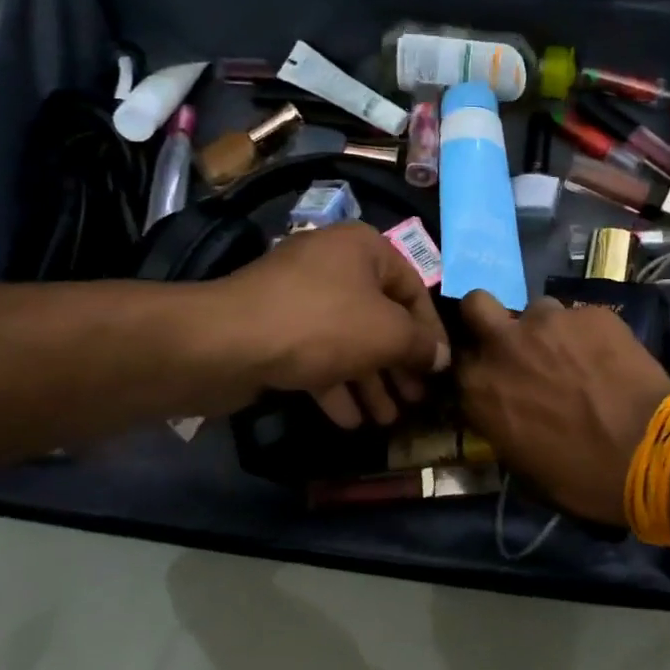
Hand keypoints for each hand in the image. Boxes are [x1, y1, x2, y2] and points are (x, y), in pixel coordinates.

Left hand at [212, 223, 450, 427]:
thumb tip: (441, 357)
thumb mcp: (387, 333)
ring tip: (387, 419)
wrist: (227, 343)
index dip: (432, 332)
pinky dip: (335, 384)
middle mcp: (333, 266)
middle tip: (415, 400)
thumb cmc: (322, 325)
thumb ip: (421, 345)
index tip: (442, 369)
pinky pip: (316, 355)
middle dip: (398, 364)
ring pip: (348, 341)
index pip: (413, 289)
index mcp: (363, 249)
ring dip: (370, 381)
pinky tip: (350, 420)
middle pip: (380, 318)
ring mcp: (301, 298)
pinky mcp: (276, 329)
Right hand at [456, 291, 669, 524]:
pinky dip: (589, 334)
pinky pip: (581, 317)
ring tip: (575, 355)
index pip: (456, 358)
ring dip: (547, 330)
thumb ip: (500, 421)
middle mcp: (504, 344)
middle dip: (488, 317)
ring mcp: (548, 322)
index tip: (490, 373)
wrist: (649, 453)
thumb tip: (505, 409)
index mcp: (479, 387)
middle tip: (515, 341)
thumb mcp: (522, 464)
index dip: (475, 362)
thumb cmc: (581, 477)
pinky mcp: (591, 313)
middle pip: (476, 304)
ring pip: (537, 309)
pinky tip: (609, 358)